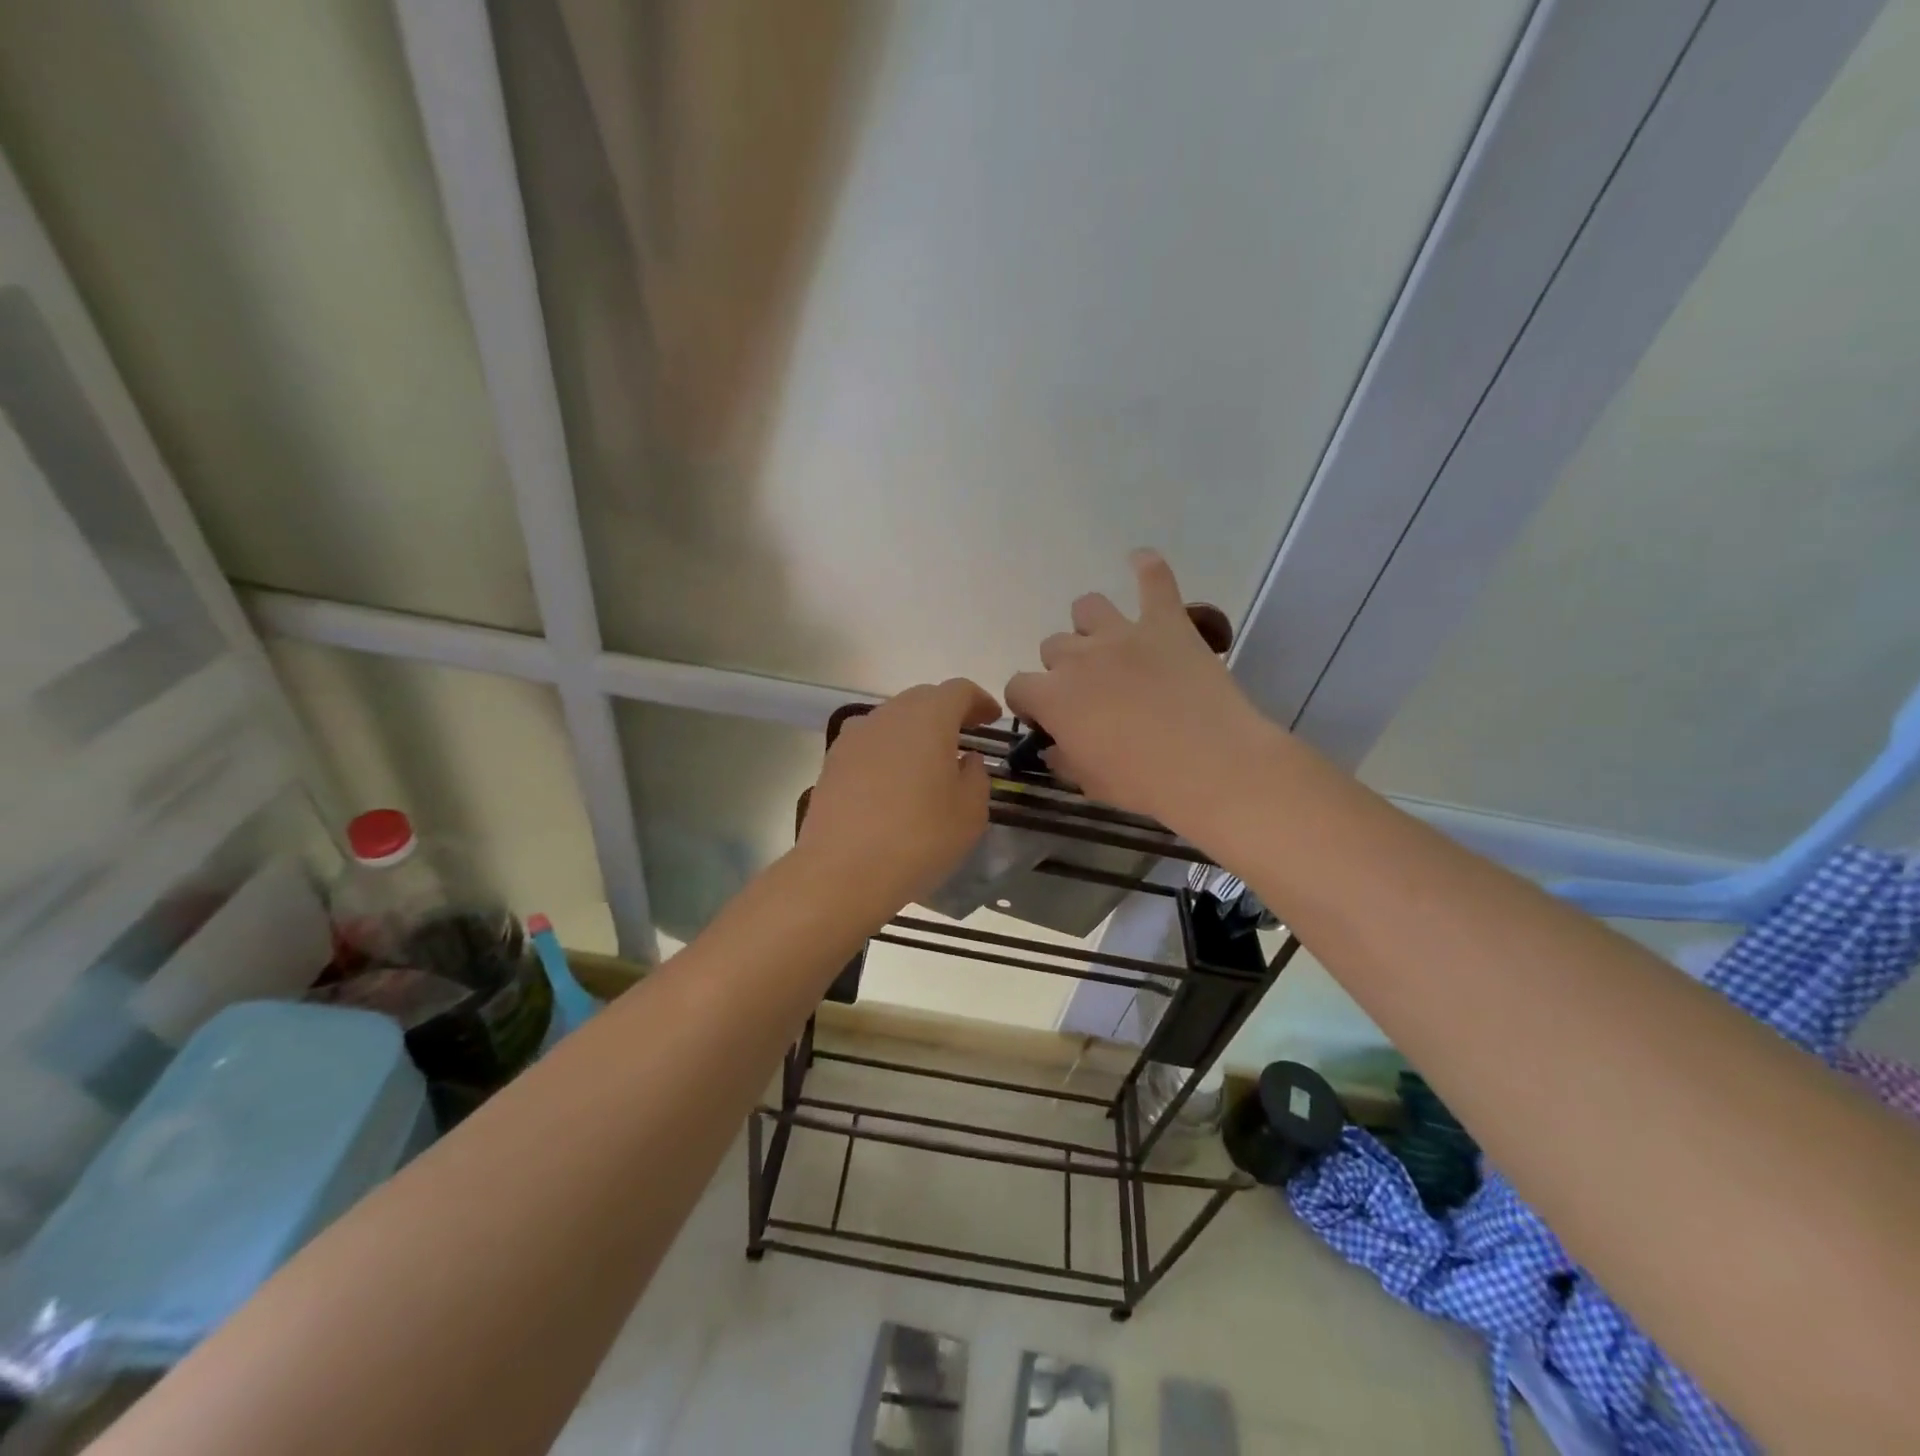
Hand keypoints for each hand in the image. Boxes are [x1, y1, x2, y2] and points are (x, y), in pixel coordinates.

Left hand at [798, 678, 1000, 907]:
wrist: (841, 871)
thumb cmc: (919, 838)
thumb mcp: (969, 813)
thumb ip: (975, 777)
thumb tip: (966, 760)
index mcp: (928, 718)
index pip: (958, 691)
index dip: (979, 701)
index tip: (992, 717)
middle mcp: (888, 715)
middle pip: (922, 699)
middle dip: (946, 712)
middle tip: (965, 735)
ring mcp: (854, 737)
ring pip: (892, 719)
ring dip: (915, 731)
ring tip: (929, 760)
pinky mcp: (832, 761)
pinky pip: (870, 743)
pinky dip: (888, 751)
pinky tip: (894, 782)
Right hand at [1004, 550, 1274, 833]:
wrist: (1211, 765)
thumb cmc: (1143, 782)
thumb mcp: (1090, 782)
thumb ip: (1063, 759)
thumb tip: (1054, 748)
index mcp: (1053, 697)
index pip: (1018, 687)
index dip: (1029, 703)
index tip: (1045, 718)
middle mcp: (1078, 656)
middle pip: (1053, 647)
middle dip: (1063, 668)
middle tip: (1090, 693)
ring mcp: (1123, 633)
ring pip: (1087, 607)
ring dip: (1090, 626)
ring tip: (1108, 645)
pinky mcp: (1167, 623)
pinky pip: (1154, 579)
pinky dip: (1146, 568)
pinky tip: (1140, 561)